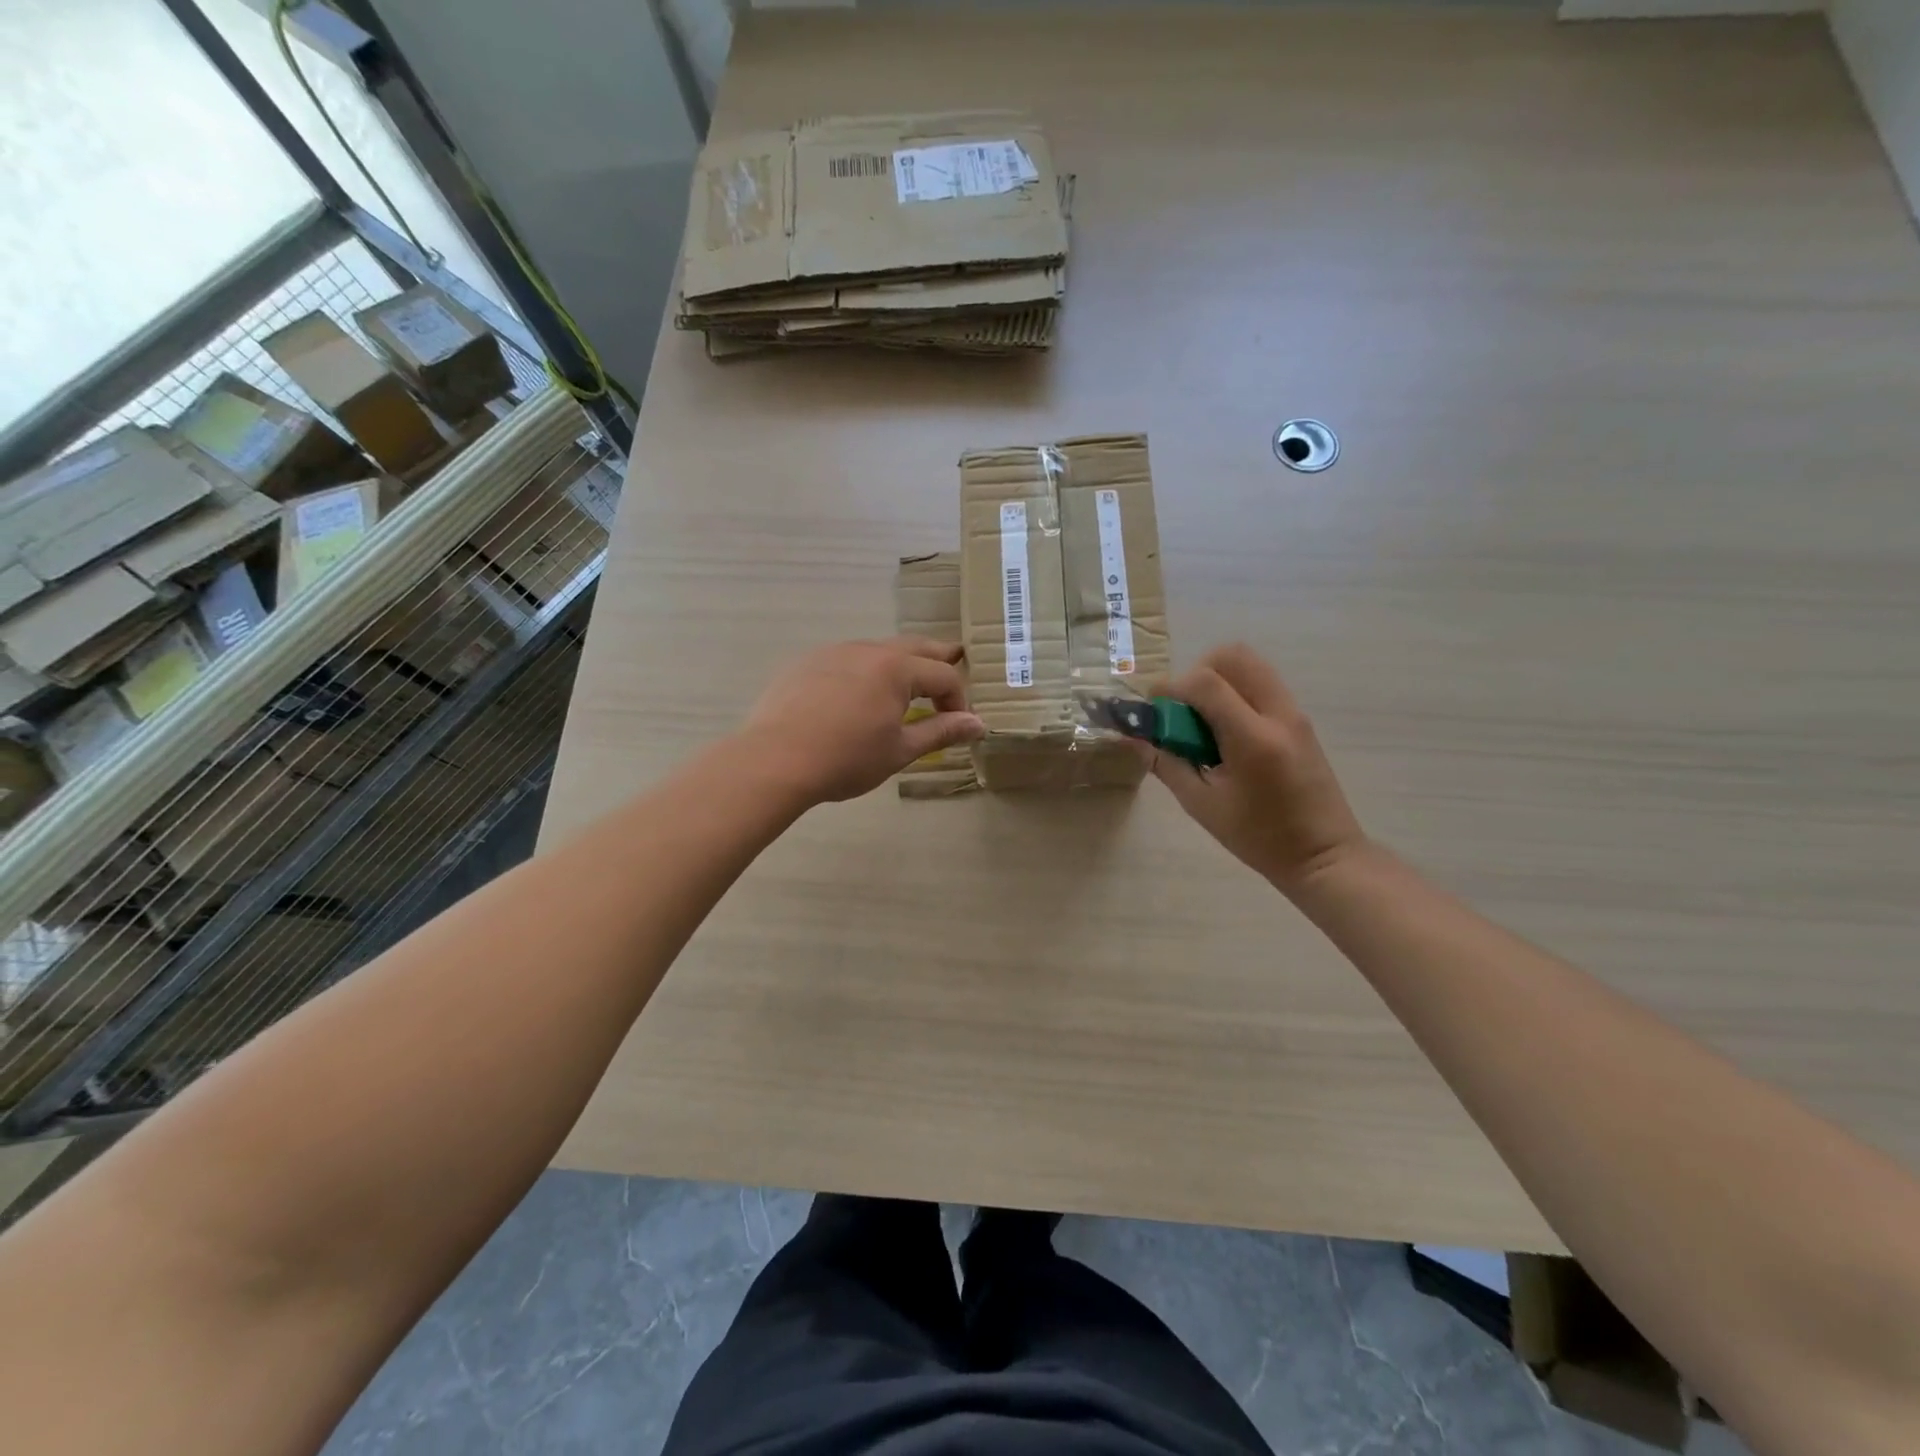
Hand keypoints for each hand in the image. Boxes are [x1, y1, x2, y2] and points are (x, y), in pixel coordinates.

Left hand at [740, 637, 985, 805]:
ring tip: (905, 684)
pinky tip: (856, 694)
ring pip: (877, 649)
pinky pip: (846, 659)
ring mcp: (832, 652)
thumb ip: (941, 732)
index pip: (943, 676)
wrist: (774, 760)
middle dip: (937, 659)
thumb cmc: (846, 758)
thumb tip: (978, 724)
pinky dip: (864, 670)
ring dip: (899, 664)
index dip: (958, 699)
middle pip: (914, 647)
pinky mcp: (806, 663)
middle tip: (953, 663)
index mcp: (896, 668)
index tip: (959, 725)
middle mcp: (867, 649)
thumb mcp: (900, 750)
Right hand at [1139, 643, 1367, 891]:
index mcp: (1253, 738)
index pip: (1205, 683)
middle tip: (1183, 708)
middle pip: (1233, 656)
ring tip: (1203, 719)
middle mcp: (1278, 714)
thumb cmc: (1258, 837)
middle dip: (1197, 672)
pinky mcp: (1300, 720)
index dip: (1171, 687)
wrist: (1323, 854)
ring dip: (1218, 679)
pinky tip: (1225, 731)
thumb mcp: (1202, 805)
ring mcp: (1294, 713)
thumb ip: (1167, 764)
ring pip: (1250, 665)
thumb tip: (1136, 738)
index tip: (1153, 708)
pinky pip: (1262, 684)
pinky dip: (1236, 692)